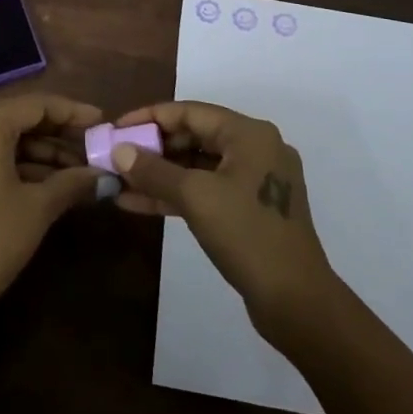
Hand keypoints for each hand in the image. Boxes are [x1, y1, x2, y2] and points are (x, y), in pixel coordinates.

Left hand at [0, 93, 104, 351]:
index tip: (102, 122)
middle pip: (19, 118)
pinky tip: (48, 182)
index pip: (37, 104)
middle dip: (58, 134)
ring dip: (40, 152)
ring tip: (78, 171)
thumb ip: (72, 182)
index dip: (73, 112)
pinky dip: (17, 164)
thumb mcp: (37, 210)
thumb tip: (104, 175)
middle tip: (93, 148)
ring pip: (4, 138)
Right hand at [111, 100, 338, 338]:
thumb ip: (154, 171)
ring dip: (160, 174)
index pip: (190, 111)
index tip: (116, 128)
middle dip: (152, 148)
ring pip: (198, 167)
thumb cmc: (247, 235)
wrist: (297, 302)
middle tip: (116, 157)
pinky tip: (138, 204)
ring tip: (119, 181)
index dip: (149, 117)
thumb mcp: (195, 198)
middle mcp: (255, 148)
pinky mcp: (250, 210)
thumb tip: (118, 150)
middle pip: (194, 136)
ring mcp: (255, 181)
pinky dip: (176, 195)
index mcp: (249, 133)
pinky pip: (207, 191)